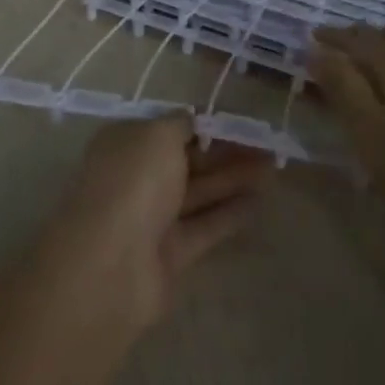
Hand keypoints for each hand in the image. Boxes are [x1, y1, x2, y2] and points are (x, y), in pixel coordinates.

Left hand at [36, 115, 274, 333]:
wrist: (110, 265)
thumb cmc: (133, 183)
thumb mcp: (158, 135)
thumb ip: (180, 124)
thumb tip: (192, 119)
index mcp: (125, 143)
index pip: (168, 127)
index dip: (203, 123)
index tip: (239, 120)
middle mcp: (136, 177)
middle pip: (186, 160)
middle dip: (225, 151)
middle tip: (267, 144)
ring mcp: (152, 217)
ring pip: (199, 192)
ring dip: (234, 179)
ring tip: (273, 168)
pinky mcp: (170, 253)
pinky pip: (205, 226)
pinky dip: (231, 214)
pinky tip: (261, 202)